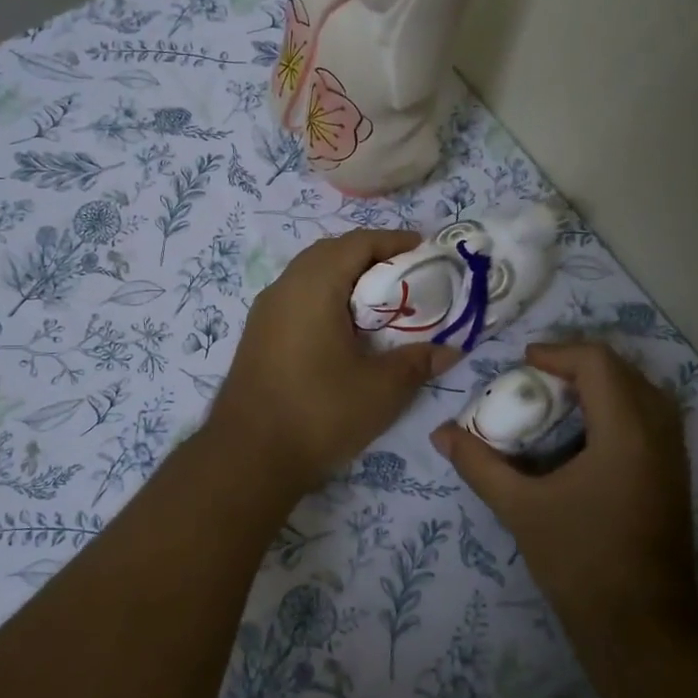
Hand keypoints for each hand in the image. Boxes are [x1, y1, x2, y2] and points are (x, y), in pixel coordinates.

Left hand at [211, 229, 456, 492]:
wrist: (248, 456)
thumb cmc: (319, 412)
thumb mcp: (381, 389)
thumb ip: (417, 362)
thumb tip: (450, 351)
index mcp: (313, 286)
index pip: (357, 243)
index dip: (394, 241)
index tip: (425, 251)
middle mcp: (284, 287)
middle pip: (330, 252)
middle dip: (369, 256)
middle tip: (404, 276)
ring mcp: (265, 312)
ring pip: (309, 276)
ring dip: (344, 279)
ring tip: (378, 303)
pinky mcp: (258, 336)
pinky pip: (296, 299)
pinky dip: (325, 299)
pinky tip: (344, 331)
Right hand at [430, 341, 697, 652]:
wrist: (641, 629)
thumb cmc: (579, 561)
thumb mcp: (520, 508)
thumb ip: (479, 464)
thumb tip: (440, 433)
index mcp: (626, 433)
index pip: (599, 363)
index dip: (558, 352)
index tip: (523, 363)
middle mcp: (659, 435)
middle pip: (625, 370)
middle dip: (580, 364)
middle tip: (538, 377)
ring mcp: (674, 457)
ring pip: (644, 393)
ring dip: (603, 384)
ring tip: (560, 398)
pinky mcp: (675, 478)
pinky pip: (652, 419)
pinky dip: (619, 408)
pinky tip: (586, 434)